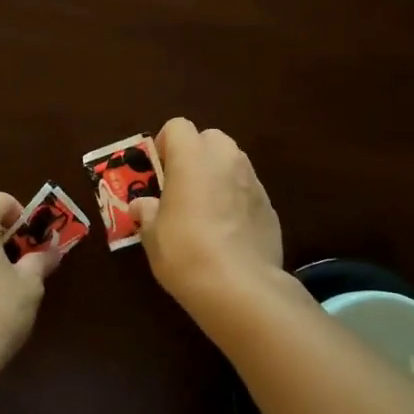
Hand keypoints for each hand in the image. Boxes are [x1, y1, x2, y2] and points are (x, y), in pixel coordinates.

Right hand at [129, 119, 287, 312]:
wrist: (240, 287)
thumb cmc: (185, 251)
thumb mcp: (152, 235)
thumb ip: (147, 212)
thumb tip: (143, 205)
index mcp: (192, 156)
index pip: (177, 126)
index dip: (166, 145)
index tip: (160, 173)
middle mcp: (226, 158)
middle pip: (209, 139)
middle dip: (196, 157)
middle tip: (182, 189)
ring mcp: (253, 180)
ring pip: (232, 164)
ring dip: (218, 177)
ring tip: (206, 213)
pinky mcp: (270, 206)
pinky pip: (247, 191)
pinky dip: (237, 202)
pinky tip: (229, 234)